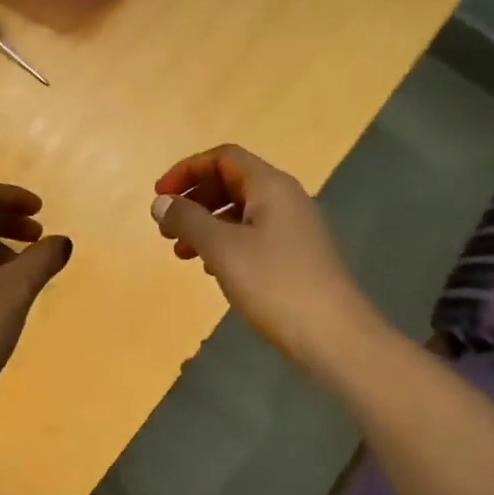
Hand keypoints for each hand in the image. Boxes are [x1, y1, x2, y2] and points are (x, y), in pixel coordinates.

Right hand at [152, 145, 374, 370]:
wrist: (334, 336)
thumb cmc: (275, 284)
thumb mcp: (222, 249)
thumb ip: (188, 220)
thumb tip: (160, 202)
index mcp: (270, 186)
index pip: (223, 157)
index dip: (187, 170)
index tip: (159, 197)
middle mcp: (285, 199)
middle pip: (231, 182)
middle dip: (194, 199)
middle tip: (166, 228)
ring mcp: (293, 229)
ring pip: (240, 212)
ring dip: (206, 225)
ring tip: (181, 253)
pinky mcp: (295, 257)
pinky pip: (252, 236)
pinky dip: (225, 244)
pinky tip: (211, 270)